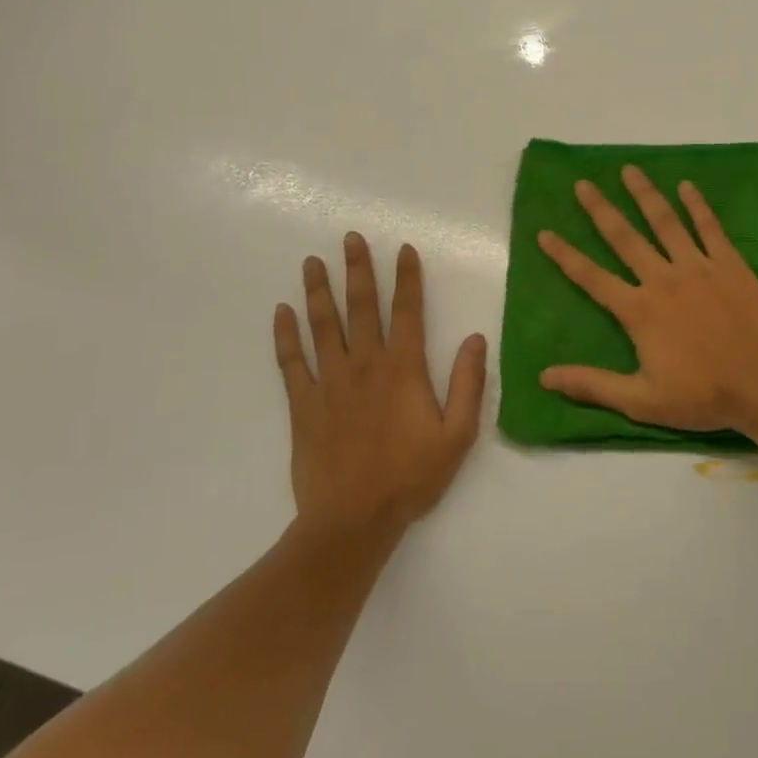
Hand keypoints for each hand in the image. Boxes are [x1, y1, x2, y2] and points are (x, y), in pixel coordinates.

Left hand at [274, 234, 485, 537]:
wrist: (353, 520)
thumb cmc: (411, 477)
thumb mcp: (458, 435)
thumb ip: (469, 384)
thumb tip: (475, 339)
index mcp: (404, 369)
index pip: (407, 311)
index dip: (407, 278)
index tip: (404, 249)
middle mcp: (365, 364)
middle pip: (361, 307)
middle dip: (358, 269)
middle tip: (350, 238)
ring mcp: (330, 382)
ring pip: (323, 325)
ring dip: (318, 290)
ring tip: (313, 261)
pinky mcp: (303, 404)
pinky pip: (291, 361)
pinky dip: (285, 335)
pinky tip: (281, 312)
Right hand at [535, 167, 757, 434]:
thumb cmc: (703, 396)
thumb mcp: (641, 400)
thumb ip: (592, 384)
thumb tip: (544, 376)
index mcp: (639, 310)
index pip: (591, 277)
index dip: (565, 255)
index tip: (544, 232)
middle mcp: (663, 279)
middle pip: (625, 238)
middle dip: (600, 210)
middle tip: (583, 184)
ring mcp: (698, 267)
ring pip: (665, 223)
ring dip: (645, 195)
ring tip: (629, 170)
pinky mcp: (729, 264)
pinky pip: (709, 227)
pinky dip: (697, 205)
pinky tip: (686, 186)